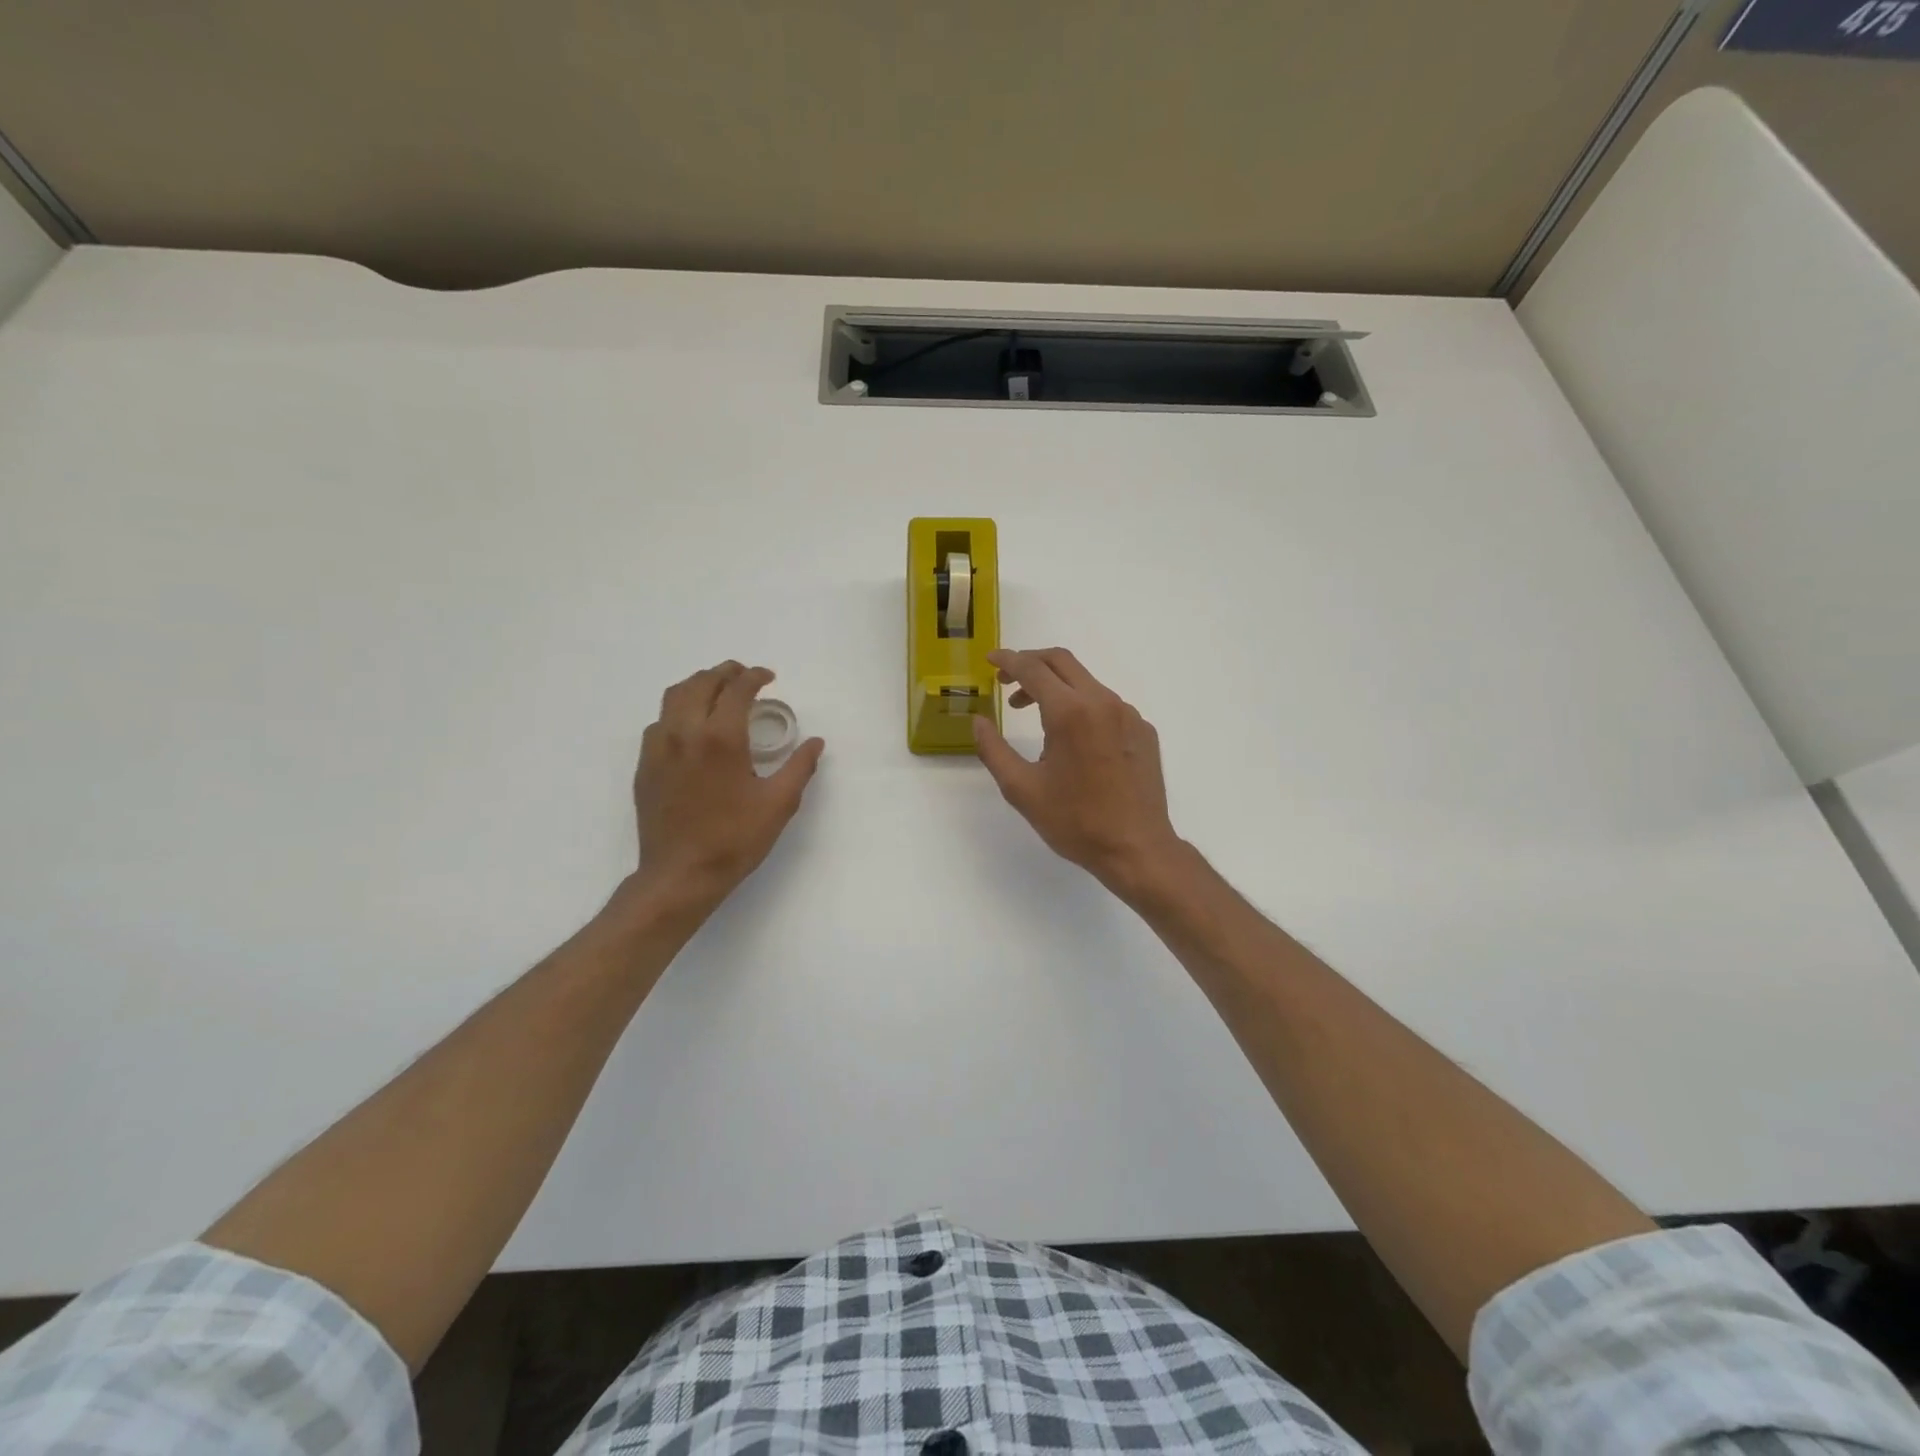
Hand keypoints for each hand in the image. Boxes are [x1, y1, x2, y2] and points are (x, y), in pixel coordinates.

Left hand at [628, 661, 824, 913]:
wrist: (680, 874)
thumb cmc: (735, 839)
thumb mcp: (779, 804)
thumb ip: (800, 767)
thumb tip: (815, 742)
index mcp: (721, 738)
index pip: (737, 689)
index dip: (755, 676)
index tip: (769, 677)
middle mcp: (685, 732)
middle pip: (701, 683)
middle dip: (725, 673)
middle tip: (744, 676)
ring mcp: (659, 748)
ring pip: (674, 696)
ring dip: (698, 685)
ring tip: (717, 692)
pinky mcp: (645, 765)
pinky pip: (659, 722)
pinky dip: (678, 711)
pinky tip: (692, 727)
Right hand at [972, 647, 1185, 898]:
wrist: (1137, 849)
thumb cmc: (1075, 822)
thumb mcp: (1022, 789)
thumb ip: (993, 750)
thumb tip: (978, 721)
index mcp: (1070, 712)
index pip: (1033, 669)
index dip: (1008, 660)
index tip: (990, 660)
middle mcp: (1103, 702)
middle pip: (1062, 662)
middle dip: (1030, 663)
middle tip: (1007, 682)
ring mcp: (1129, 715)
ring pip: (1086, 682)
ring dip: (1056, 687)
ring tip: (1033, 714)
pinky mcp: (1143, 730)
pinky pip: (1107, 704)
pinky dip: (1081, 706)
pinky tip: (1073, 738)